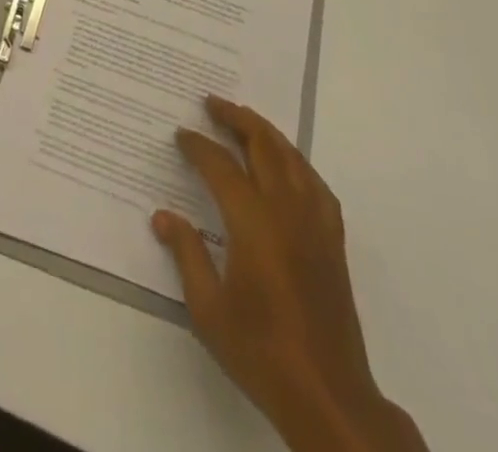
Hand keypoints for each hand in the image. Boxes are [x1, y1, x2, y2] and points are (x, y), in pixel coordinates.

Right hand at [152, 97, 424, 451]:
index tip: (181, 134)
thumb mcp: (208, 310)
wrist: (327, 395)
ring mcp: (315, 222)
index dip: (198, 146)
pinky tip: (287, 166)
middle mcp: (286, 209)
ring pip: (291, 157)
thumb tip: (163, 217)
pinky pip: (315, 183)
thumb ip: (187, 255)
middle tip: (212, 103)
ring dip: (265, 132)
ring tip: (244, 121)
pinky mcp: (333, 240)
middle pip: (262, 145)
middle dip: (236, 118)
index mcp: (253, 222)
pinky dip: (296, 162)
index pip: (220, 166)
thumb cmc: (260, 352)